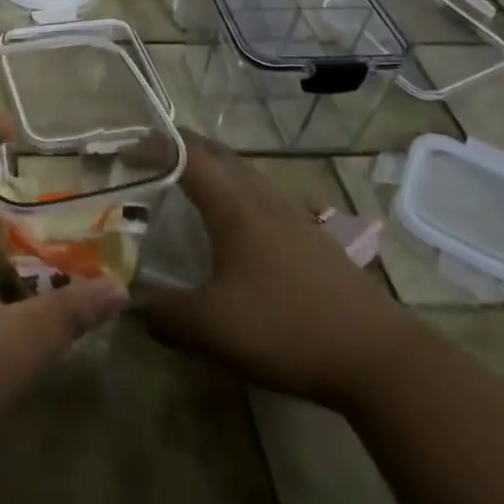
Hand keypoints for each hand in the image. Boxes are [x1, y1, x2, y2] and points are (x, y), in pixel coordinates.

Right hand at [138, 131, 421, 409]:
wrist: (380, 358)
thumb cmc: (287, 328)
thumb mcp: (211, 328)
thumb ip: (163, 314)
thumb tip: (129, 303)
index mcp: (234, 205)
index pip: (186, 155)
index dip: (153, 145)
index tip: (123, 148)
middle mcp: (262, 197)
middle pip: (217, 153)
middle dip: (179, 147)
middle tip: (147, 157)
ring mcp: (291, 215)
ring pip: (243, 172)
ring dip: (210, 167)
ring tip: (183, 184)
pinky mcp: (310, 238)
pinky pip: (261, 195)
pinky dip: (234, 192)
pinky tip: (231, 226)